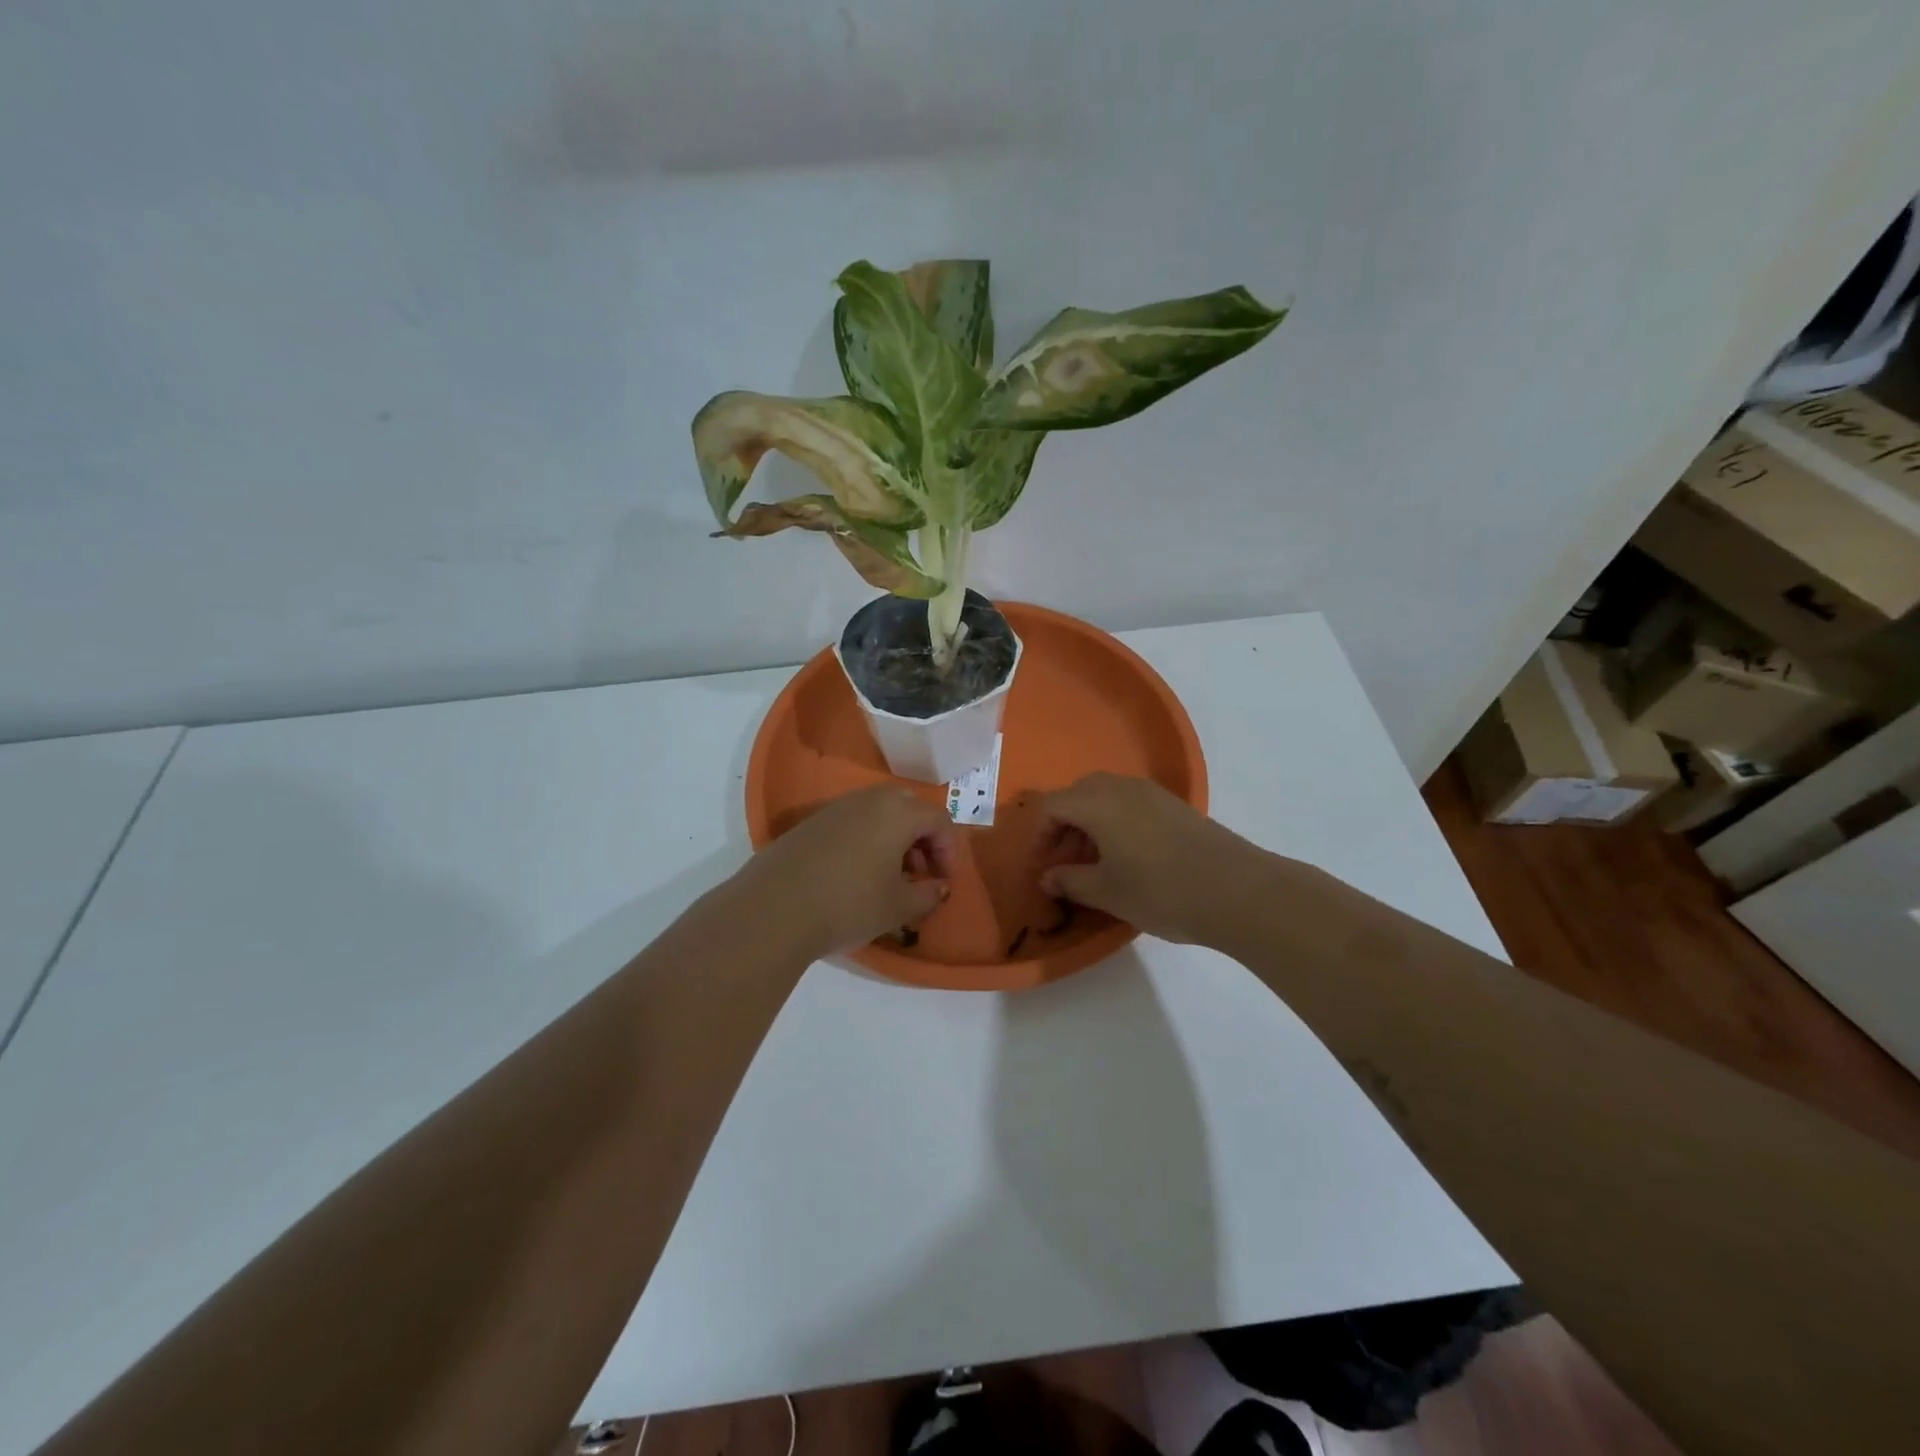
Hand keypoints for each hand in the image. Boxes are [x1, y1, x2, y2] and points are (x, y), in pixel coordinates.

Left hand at [736, 785, 956, 958]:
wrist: (773, 909)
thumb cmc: (849, 904)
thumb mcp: (899, 907)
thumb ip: (928, 895)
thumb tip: (938, 887)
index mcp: (898, 811)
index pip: (938, 820)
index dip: (949, 851)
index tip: (943, 882)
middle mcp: (868, 799)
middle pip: (908, 809)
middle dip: (921, 840)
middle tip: (919, 874)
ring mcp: (835, 808)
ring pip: (878, 814)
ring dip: (893, 841)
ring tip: (888, 879)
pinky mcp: (809, 823)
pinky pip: (851, 823)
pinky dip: (865, 842)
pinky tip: (855, 876)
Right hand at [1033, 773, 1255, 944]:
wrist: (1237, 890)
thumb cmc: (1160, 891)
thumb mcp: (1106, 892)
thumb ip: (1069, 881)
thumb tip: (1048, 877)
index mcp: (1096, 802)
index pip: (1052, 806)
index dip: (1040, 835)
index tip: (1044, 867)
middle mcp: (1120, 787)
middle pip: (1078, 795)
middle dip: (1065, 826)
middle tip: (1067, 862)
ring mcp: (1152, 793)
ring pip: (1106, 797)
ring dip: (1091, 823)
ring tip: (1097, 862)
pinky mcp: (1175, 805)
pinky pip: (1131, 803)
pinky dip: (1117, 822)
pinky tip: (1130, 856)